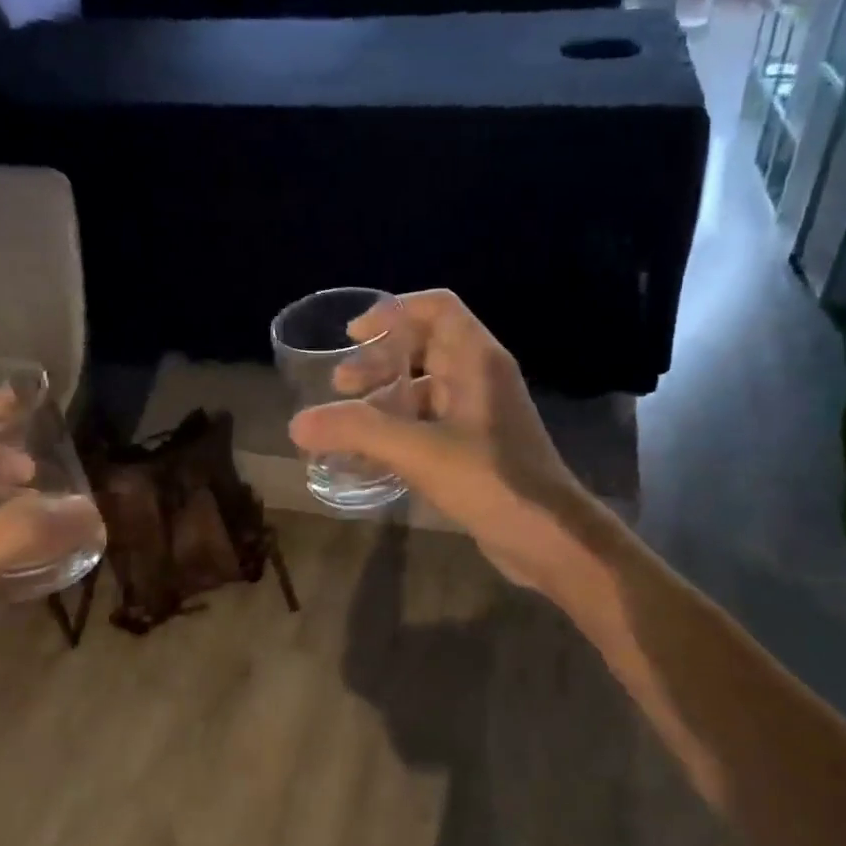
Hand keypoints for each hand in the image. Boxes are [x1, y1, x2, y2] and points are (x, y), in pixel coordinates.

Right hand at [288, 289, 594, 592]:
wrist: (549, 537)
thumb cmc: (491, 479)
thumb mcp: (419, 451)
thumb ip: (357, 432)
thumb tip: (297, 423)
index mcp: (476, 361)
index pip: (437, 309)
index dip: (393, 312)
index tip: (353, 335)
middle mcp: (480, 379)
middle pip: (425, 349)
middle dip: (379, 361)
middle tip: (341, 385)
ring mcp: (480, 417)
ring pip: (425, 392)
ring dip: (386, 400)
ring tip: (347, 424)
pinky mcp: (477, 450)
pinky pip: (430, 427)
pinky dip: (398, 433)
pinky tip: (368, 459)